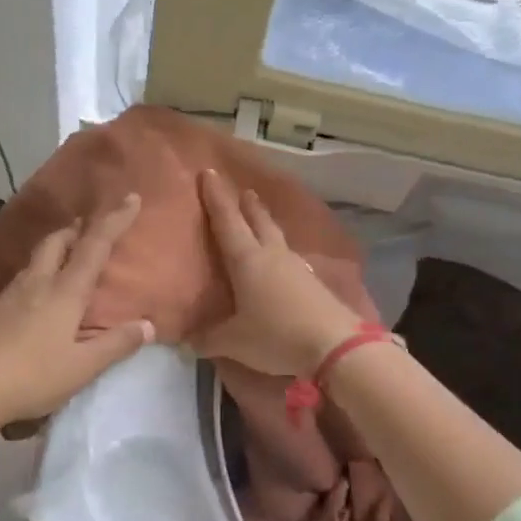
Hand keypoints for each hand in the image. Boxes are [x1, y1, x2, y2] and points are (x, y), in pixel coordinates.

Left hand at [0, 195, 154, 428]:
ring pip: (36, 259)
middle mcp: (37, 283)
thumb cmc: (31, 376)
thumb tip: (147, 325)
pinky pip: (20, 281)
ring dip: (54, 250)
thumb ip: (115, 345)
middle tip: (88, 228)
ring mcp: (9, 295)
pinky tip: (34, 298)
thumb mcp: (82, 367)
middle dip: (75, 229)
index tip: (130, 197)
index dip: (114, 221)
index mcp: (64, 291)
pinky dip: (36, 275)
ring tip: (65, 259)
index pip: (94, 246)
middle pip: (57, 241)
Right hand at [195, 168, 363, 376]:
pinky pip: (290, 258)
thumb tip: (187, 341)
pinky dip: (280, 251)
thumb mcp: (234, 342)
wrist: (334, 346)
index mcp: (247, 260)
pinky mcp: (313, 283)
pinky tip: (281, 260)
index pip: (227, 222)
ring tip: (260, 218)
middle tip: (243, 191)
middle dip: (247, 205)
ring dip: (266, 224)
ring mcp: (296, 267)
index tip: (208, 173)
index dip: (215, 198)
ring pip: (277, 237)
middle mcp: (272, 256)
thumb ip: (208, 338)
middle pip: (258, 222)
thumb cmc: (276, 336)